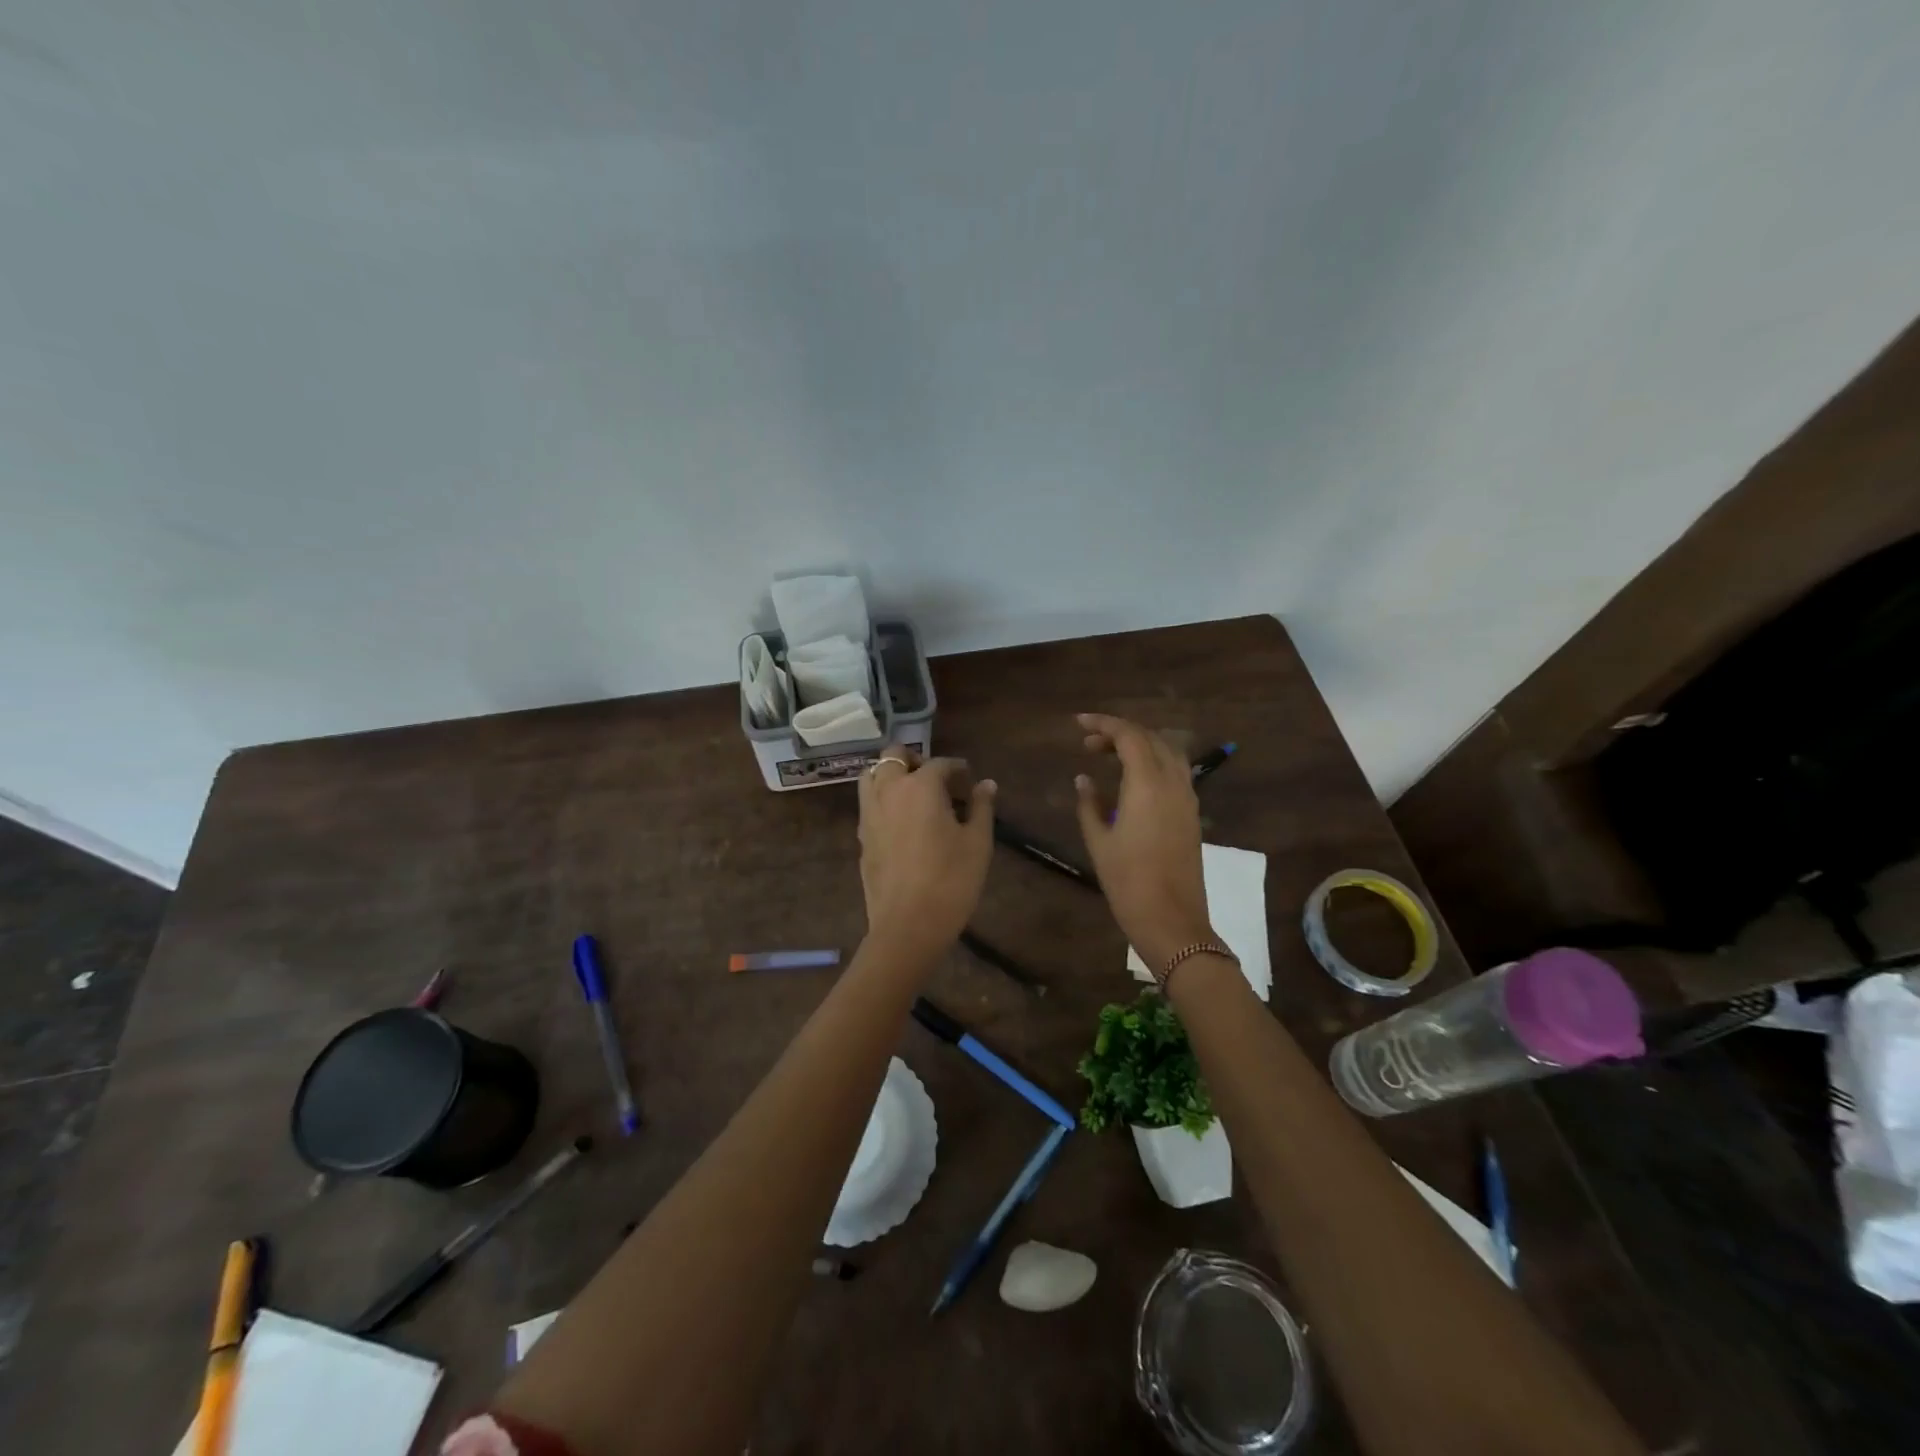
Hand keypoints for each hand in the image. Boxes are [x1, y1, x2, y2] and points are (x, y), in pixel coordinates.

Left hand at [857, 749, 995, 957]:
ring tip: (913, 795)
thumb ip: (982, 807)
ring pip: (872, 775)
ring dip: (891, 775)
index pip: (940, 763)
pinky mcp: (860, 836)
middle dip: (916, 760)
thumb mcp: (978, 842)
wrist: (908, 925)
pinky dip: (882, 799)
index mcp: (920, 786)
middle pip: (894, 756)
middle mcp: (889, 791)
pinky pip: (868, 803)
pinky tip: (901, 822)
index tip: (970, 781)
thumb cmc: (951, 880)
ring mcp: (869, 813)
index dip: (958, 769)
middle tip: (937, 781)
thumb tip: (986, 784)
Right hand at [1072, 713, 1212, 966]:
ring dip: (1140, 746)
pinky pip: (1175, 772)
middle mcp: (1172, 783)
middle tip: (1089, 744)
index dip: (1104, 724)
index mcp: (1147, 784)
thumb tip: (1083, 779)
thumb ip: (1089, 804)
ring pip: (1167, 753)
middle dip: (1119, 733)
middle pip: (1150, 739)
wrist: (1172, 920)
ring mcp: (1187, 798)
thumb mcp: (1099, 841)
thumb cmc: (1128, 881)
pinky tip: (1131, 780)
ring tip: (1110, 756)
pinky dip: (1153, 763)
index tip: (1079, 724)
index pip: (1129, 736)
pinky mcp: (1191, 814)